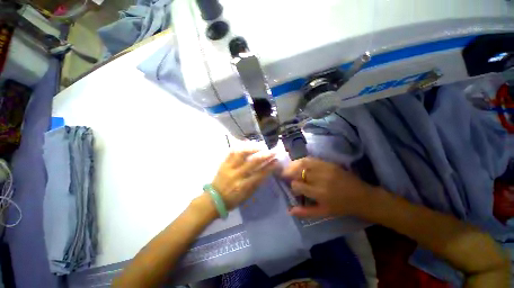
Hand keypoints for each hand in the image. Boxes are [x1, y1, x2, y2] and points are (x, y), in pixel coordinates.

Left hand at [211, 149, 278, 209]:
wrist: (214, 199)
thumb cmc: (233, 200)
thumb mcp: (247, 196)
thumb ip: (257, 183)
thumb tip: (266, 172)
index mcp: (243, 185)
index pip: (260, 174)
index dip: (270, 166)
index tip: (277, 161)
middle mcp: (237, 175)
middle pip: (253, 162)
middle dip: (265, 155)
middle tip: (273, 151)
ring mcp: (229, 167)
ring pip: (241, 154)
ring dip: (252, 149)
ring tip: (260, 147)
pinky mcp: (223, 164)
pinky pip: (232, 152)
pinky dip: (240, 147)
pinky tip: (247, 145)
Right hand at [282, 157, 373, 217]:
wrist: (362, 196)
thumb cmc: (341, 207)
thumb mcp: (323, 213)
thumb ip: (305, 212)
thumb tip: (289, 210)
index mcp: (319, 193)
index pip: (297, 185)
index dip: (293, 186)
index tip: (293, 188)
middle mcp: (320, 179)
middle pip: (298, 171)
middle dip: (289, 172)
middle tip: (285, 174)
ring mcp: (325, 169)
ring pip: (303, 163)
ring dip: (293, 165)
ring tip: (290, 168)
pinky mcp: (329, 163)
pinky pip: (311, 159)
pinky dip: (302, 160)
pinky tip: (300, 163)